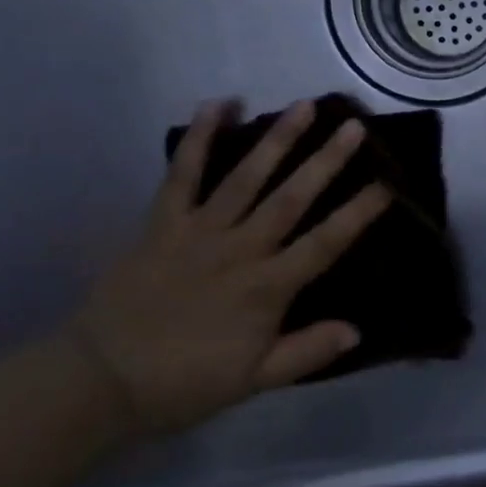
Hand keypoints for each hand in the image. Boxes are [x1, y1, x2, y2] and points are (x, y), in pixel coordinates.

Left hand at [65, 100, 392, 435]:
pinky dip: (199, 139)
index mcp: (266, 288)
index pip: (324, 243)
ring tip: (304, 106)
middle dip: (326, 161)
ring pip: (246, 178)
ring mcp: (199, 231)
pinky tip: (217, 104)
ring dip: (277, 140)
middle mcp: (239, 250)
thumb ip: (306, 352)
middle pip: (291, 199)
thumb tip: (357, 330)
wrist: (98, 380)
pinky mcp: (163, 223)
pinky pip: (182, 175)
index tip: (387, 185)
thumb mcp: (254, 379)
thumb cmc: (184, 382)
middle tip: (353, 127)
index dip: (357, 214)